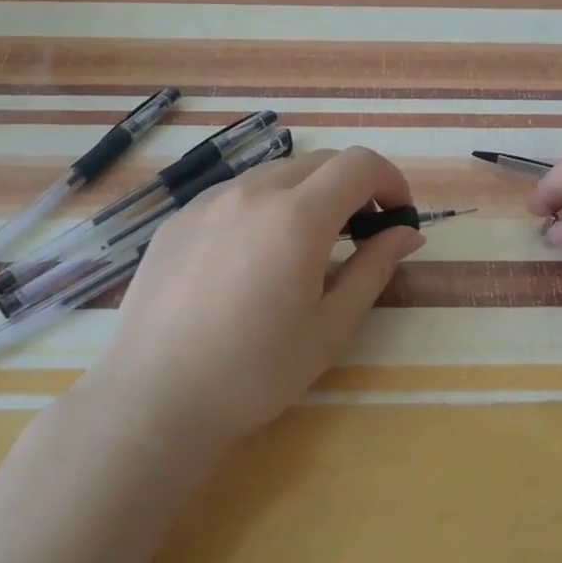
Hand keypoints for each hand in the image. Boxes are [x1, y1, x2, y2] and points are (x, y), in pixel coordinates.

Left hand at [96, 147, 424, 448]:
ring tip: (304, 247)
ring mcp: (208, 200)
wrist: (154, 400)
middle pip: (320, 162)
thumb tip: (406, 233)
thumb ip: (374, 268)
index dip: (390, 181)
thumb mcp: (330, 327)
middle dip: (353, 187)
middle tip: (360, 234)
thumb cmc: (255, 372)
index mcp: (297, 217)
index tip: (397, 218)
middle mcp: (252, 192)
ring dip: (308, 194)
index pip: (359, 164)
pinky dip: (264, 206)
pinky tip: (252, 257)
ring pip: (276, 173)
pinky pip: (235, 193)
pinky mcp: (178, 218)